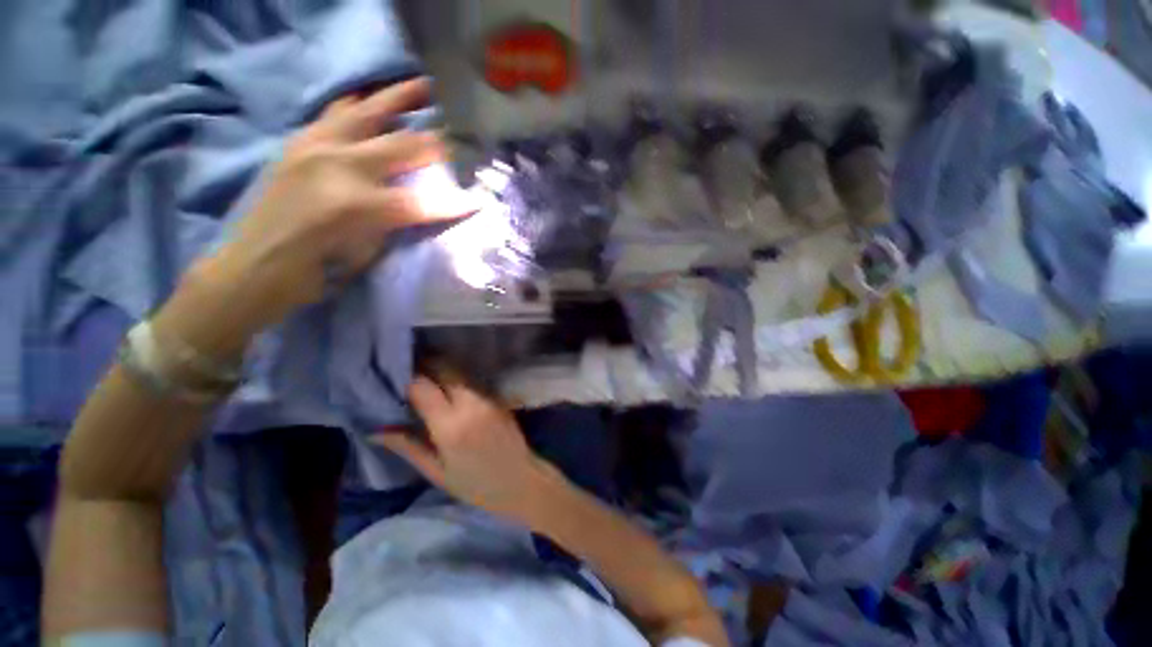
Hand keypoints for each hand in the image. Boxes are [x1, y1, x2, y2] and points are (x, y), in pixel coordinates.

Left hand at [210, 78, 467, 329]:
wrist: (259, 263)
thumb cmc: (321, 267)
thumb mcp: (371, 250)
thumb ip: (399, 222)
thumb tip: (425, 205)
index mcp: (360, 203)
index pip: (424, 201)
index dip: (454, 202)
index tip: (479, 199)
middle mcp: (337, 165)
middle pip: (402, 145)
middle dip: (438, 140)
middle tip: (462, 128)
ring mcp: (314, 147)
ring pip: (364, 112)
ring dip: (396, 99)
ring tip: (420, 87)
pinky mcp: (298, 144)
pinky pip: (333, 114)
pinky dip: (357, 106)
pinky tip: (368, 102)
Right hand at [373, 377, 559, 523]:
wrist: (521, 480)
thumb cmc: (476, 485)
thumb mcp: (436, 472)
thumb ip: (407, 446)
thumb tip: (376, 429)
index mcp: (451, 426)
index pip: (422, 386)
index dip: (405, 378)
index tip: (391, 377)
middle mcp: (470, 403)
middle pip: (444, 370)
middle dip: (424, 366)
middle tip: (407, 372)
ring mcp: (487, 397)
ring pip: (459, 373)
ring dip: (441, 371)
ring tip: (424, 378)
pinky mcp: (497, 397)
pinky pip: (472, 381)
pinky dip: (456, 380)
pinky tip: (447, 387)